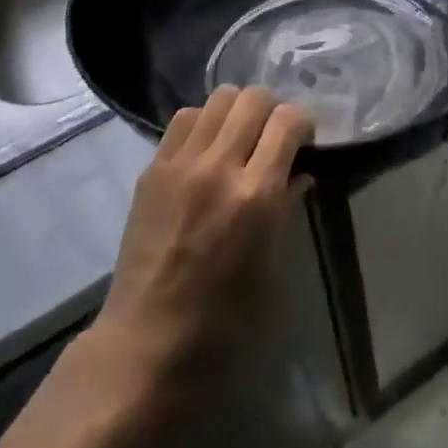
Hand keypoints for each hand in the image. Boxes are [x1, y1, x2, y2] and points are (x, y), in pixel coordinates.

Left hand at [0, 87, 311, 447]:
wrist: (144, 350)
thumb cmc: (222, 326)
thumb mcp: (272, 272)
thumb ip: (287, 209)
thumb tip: (300, 173)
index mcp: (256, 196)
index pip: (288, 120)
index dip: (302, 123)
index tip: (303, 141)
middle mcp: (219, 167)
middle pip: (254, 98)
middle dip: (272, 110)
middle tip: (273, 137)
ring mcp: (181, 165)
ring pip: (219, 98)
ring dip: (237, 110)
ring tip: (238, 138)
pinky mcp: (153, 170)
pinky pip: (185, 118)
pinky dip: (204, 122)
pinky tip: (206, 149)